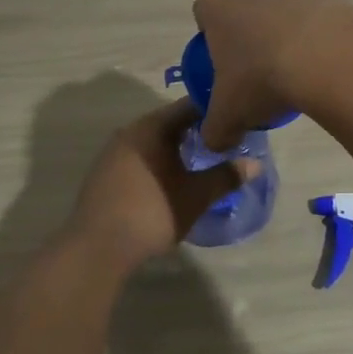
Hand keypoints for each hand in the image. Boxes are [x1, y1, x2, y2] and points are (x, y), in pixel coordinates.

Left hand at [69, 101, 257, 270]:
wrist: (97, 247)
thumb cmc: (152, 212)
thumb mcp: (196, 196)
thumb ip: (226, 176)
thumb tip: (255, 164)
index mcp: (151, 127)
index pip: (189, 106)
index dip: (214, 111)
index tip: (235, 120)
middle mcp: (130, 132)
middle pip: (170, 122)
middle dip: (197, 131)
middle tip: (223, 142)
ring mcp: (113, 153)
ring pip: (153, 141)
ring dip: (176, 148)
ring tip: (201, 161)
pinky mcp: (103, 174)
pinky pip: (139, 157)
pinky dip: (158, 161)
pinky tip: (171, 179)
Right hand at [192, 0, 352, 149]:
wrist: (329, 57)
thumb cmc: (264, 80)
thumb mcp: (230, 117)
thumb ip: (215, 131)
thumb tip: (215, 141)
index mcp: (220, 9)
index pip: (204, 11)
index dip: (209, 35)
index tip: (222, 62)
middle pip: (244, 7)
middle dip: (249, 32)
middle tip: (259, 68)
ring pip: (282, 6)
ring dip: (286, 30)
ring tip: (299, 66)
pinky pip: (317, 11)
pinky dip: (319, 29)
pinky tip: (327, 57)